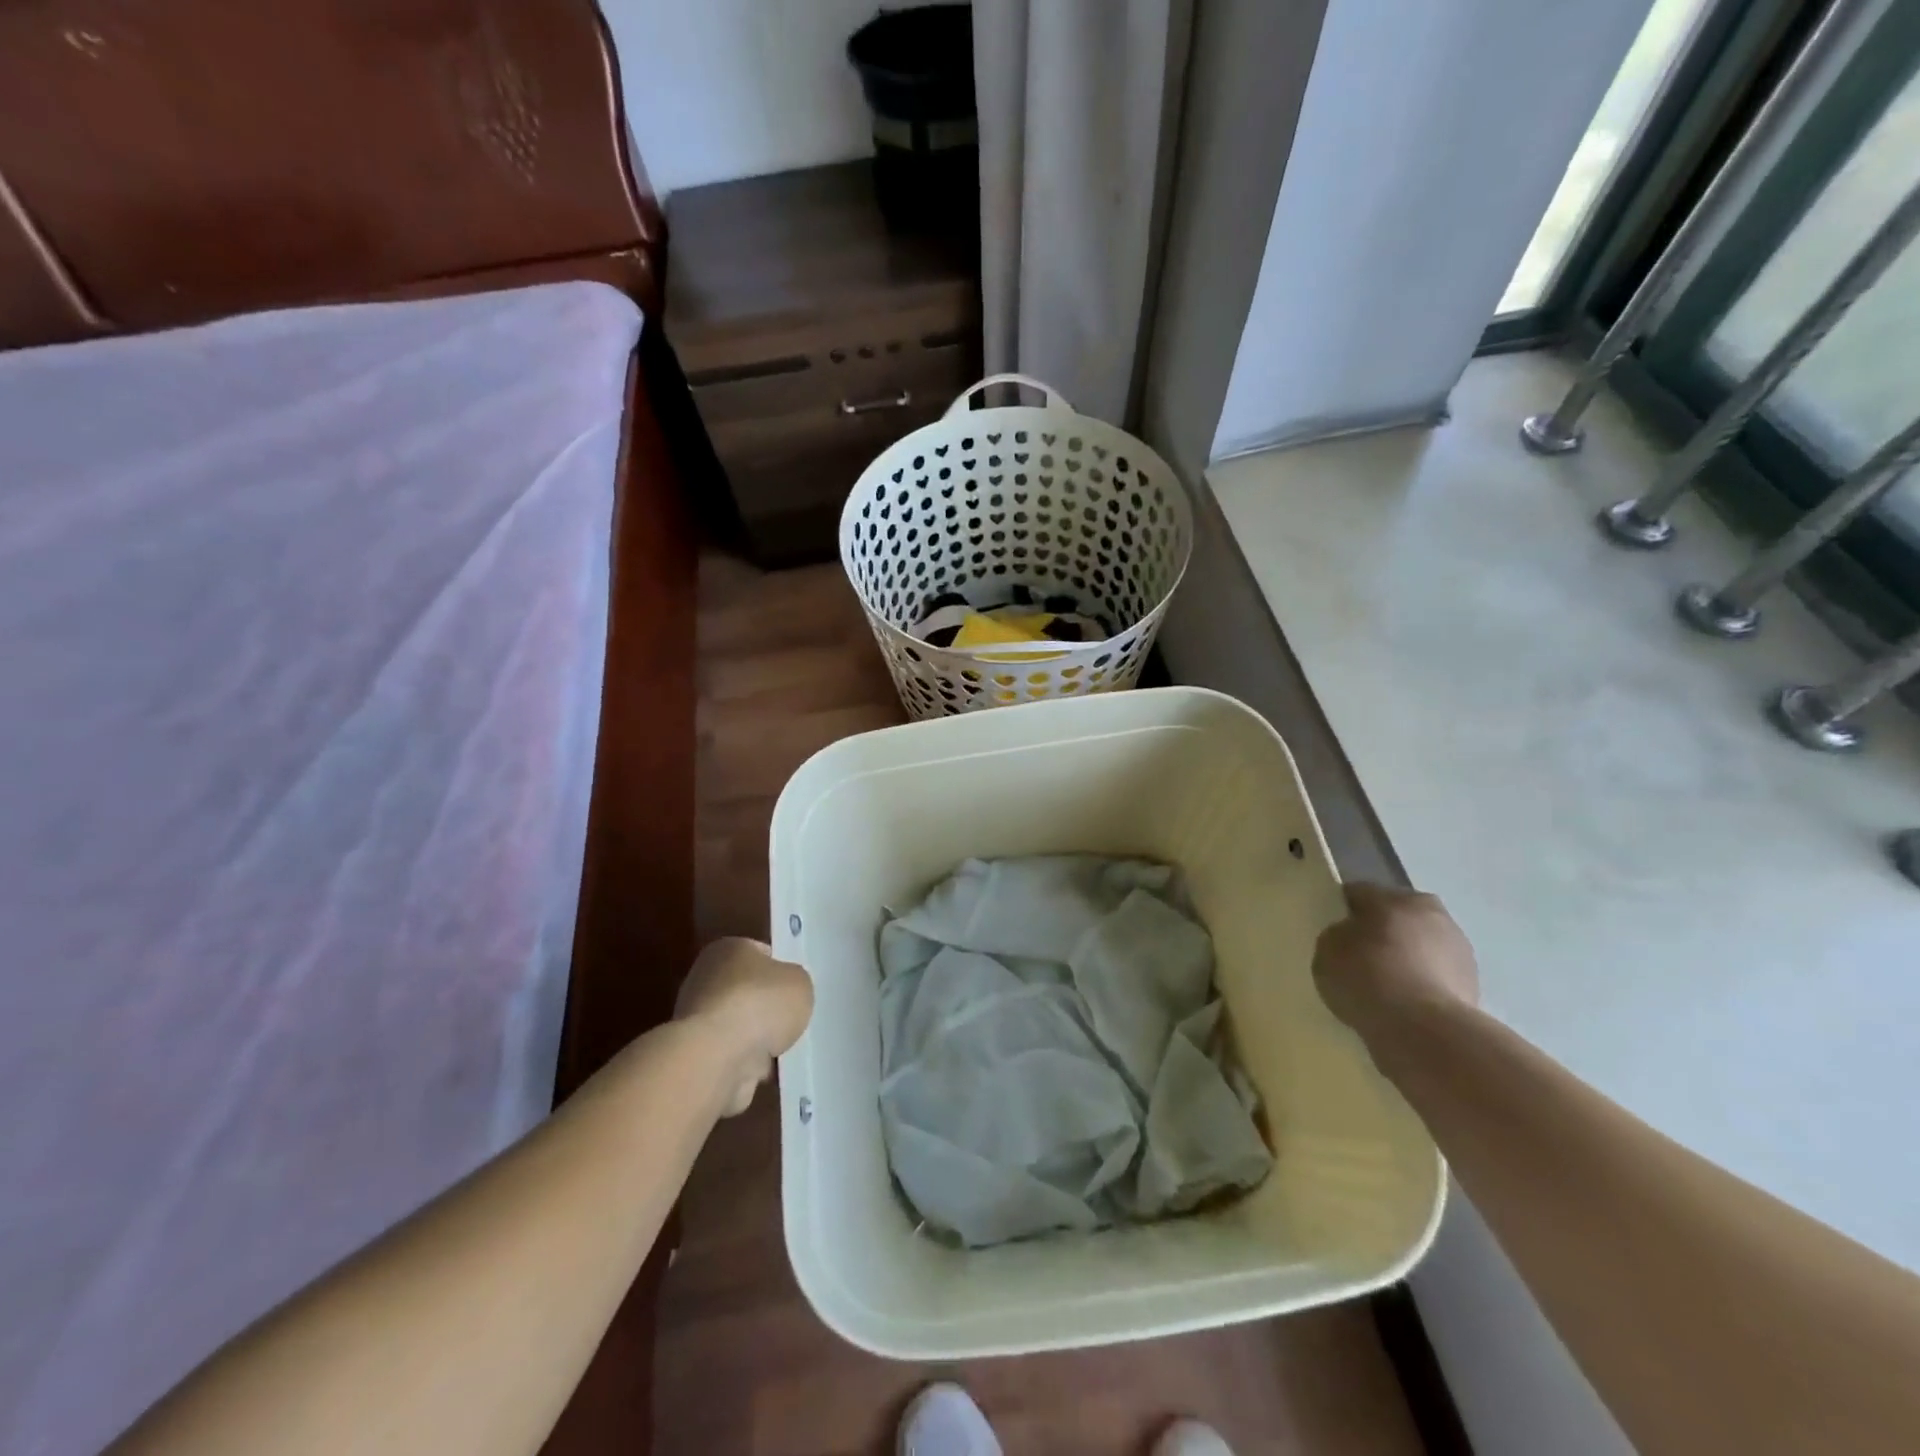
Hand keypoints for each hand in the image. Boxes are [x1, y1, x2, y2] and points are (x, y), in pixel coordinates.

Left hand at [675, 938, 813, 1115]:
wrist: (718, 1058)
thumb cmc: (761, 1004)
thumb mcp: (799, 982)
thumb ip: (794, 983)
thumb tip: (785, 992)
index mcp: (727, 949)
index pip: (759, 953)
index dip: (779, 968)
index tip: (794, 987)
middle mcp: (704, 978)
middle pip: (745, 990)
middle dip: (765, 1006)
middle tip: (789, 1019)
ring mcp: (696, 1019)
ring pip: (737, 1025)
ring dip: (754, 1037)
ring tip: (781, 1048)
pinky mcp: (694, 1055)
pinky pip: (729, 1054)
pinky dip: (744, 1063)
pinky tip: (763, 1068)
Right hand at [1312, 884, 1478, 1041]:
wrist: (1422, 1030)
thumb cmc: (1367, 977)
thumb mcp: (1328, 949)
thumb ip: (1338, 935)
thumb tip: (1352, 937)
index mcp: (1396, 897)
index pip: (1359, 894)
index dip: (1342, 911)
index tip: (1333, 933)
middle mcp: (1433, 913)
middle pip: (1397, 917)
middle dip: (1381, 933)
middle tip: (1359, 959)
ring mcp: (1459, 951)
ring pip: (1421, 947)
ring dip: (1406, 959)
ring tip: (1384, 988)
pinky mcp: (1474, 986)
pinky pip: (1435, 978)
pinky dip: (1422, 986)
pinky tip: (1403, 1006)